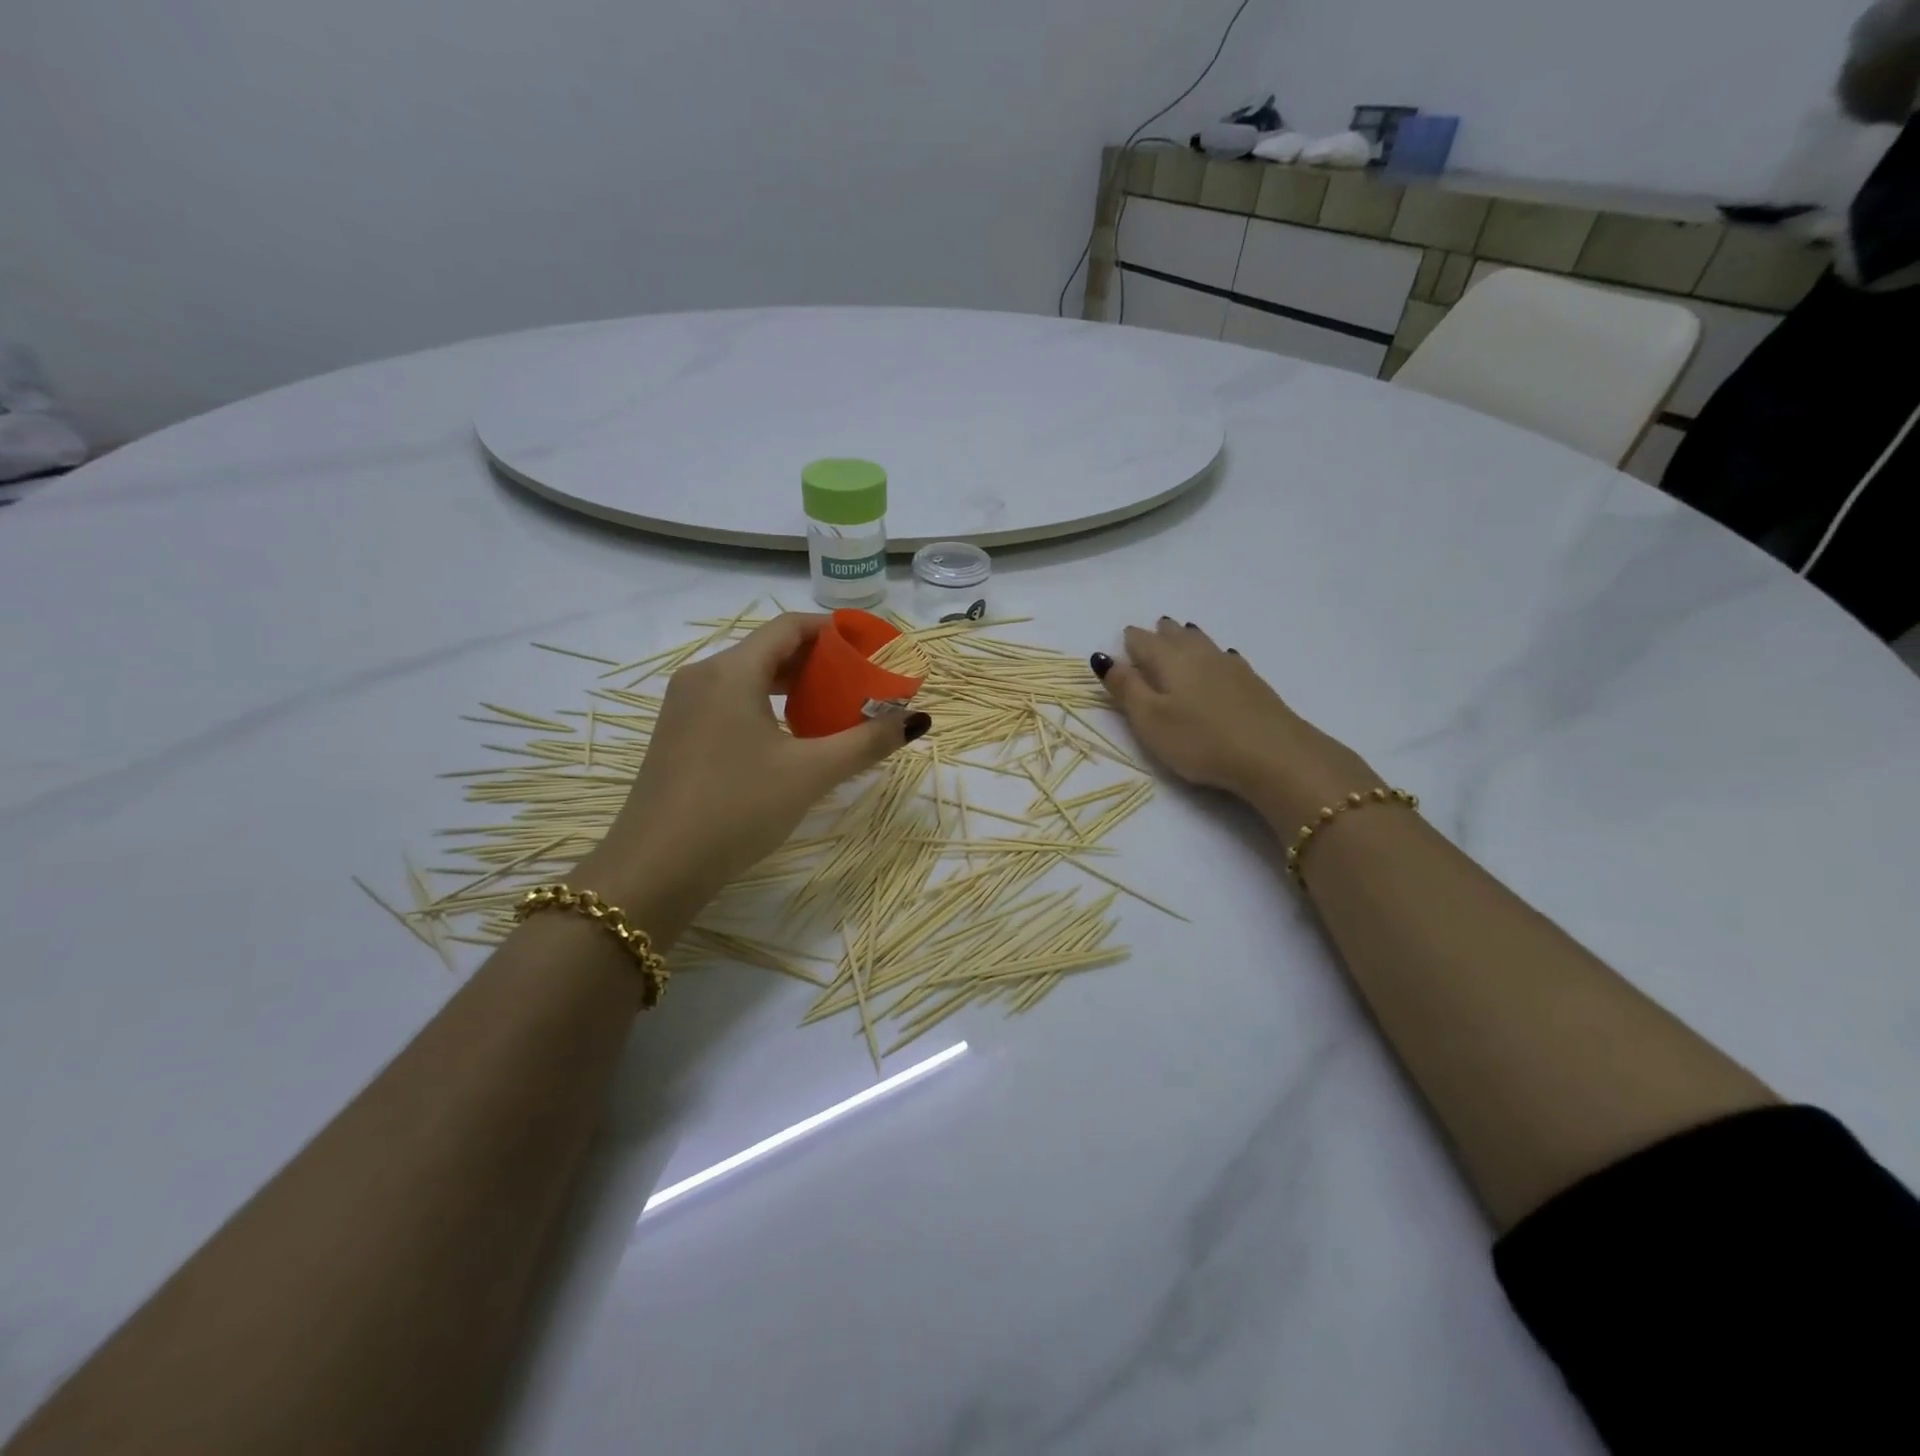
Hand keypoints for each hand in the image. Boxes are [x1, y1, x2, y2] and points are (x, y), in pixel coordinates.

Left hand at [576, 613, 928, 942]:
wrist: (655, 868)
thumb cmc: (737, 809)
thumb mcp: (810, 773)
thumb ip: (867, 741)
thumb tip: (919, 719)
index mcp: (731, 671)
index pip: (790, 627)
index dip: (834, 630)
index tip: (870, 647)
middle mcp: (703, 676)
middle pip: (769, 649)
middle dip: (818, 660)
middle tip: (859, 681)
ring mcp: (684, 706)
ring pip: (748, 676)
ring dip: (792, 684)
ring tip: (832, 707)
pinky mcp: (678, 734)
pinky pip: (730, 701)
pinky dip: (766, 704)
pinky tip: (789, 736)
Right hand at [1093, 618, 1377, 832]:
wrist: (1274, 754)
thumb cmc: (1200, 740)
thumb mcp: (1150, 719)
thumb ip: (1126, 688)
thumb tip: (1103, 657)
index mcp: (1168, 661)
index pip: (1142, 642)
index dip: (1130, 642)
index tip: (1123, 643)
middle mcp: (1198, 654)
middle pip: (1174, 636)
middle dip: (1159, 634)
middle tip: (1151, 632)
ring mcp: (1229, 666)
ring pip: (1201, 642)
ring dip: (1186, 638)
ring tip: (1180, 633)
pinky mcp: (1252, 682)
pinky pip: (1224, 657)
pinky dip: (1213, 654)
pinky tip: (1221, 659)